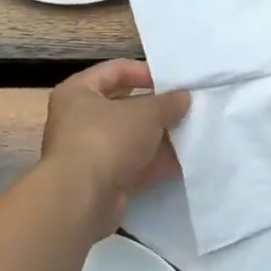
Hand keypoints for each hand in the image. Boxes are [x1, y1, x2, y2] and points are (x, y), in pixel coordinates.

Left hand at [41, 60, 190, 226]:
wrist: (82, 199)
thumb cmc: (107, 139)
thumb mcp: (146, 113)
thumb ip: (168, 102)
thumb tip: (183, 97)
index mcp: (78, 92)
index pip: (115, 70)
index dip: (145, 72)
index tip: (173, 81)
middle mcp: (79, 120)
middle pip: (125, 106)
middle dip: (157, 108)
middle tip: (187, 108)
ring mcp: (90, 152)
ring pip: (132, 138)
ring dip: (160, 137)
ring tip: (192, 132)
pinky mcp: (103, 180)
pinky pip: (134, 164)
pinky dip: (156, 162)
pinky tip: (185, 161)